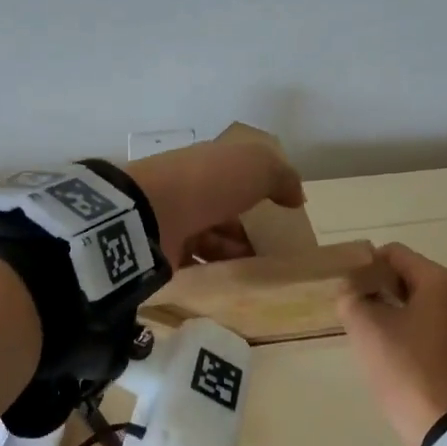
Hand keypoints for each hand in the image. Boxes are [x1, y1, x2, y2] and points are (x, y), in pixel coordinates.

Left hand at [125, 141, 305, 266]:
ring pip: (210, 239)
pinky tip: (234, 281)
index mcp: (207, 164)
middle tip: (274, 250)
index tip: (281, 214)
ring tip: (259, 269)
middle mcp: (189, 189)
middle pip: (224, 211)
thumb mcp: (256, 167)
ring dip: (234, 252)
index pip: (235, 176)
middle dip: (248, 229)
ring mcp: (173, 221)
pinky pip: (196, 262)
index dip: (258, 192)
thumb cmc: (207, 184)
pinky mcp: (163, 252)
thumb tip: (297, 197)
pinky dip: (215, 271)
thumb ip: (282, 177)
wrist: (149, 215)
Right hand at [337, 243, 446, 445]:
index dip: (366, 263)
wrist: (438, 420)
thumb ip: (351, 298)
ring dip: (390, 307)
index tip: (345, 284)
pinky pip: (428, 323)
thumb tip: (351, 291)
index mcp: (439, 281)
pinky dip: (406, 325)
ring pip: (417, 301)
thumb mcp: (365, 326)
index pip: (395, 254)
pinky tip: (386, 345)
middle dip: (377, 286)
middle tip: (351, 305)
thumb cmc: (403, 364)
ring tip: (365, 326)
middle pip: (408, 275)